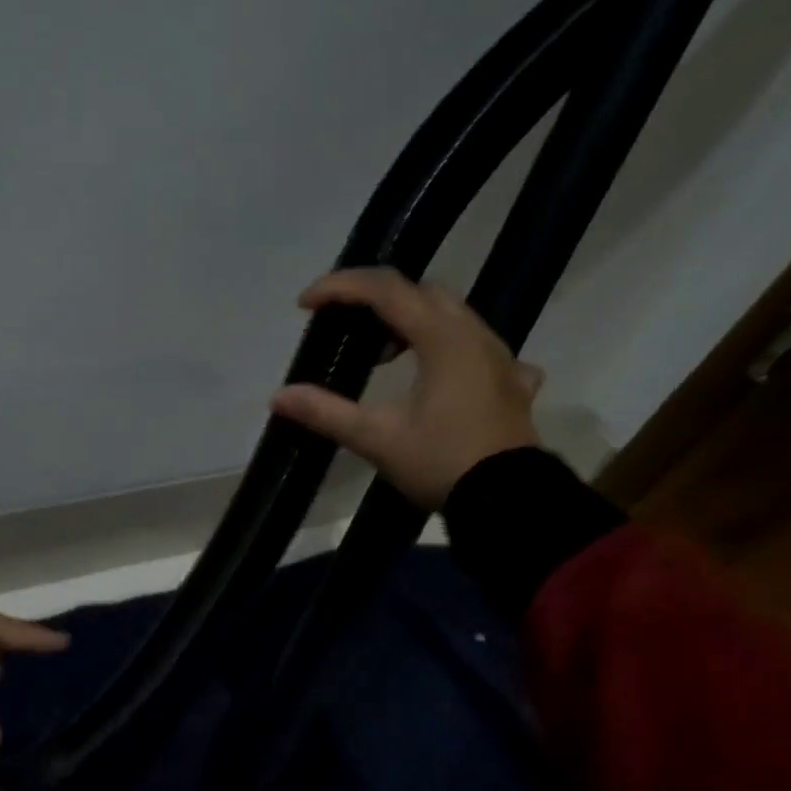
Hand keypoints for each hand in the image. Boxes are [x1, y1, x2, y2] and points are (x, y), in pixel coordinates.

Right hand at [269, 268, 542, 509]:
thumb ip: (326, 412)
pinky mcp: (512, 384)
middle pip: (422, 293)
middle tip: (345, 326)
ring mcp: (500, 358)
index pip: (385, 290)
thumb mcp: (377, 438)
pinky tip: (441, 379)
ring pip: (452, 317)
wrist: (509, 502)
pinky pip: (479, 349)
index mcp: (443, 339)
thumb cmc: (441, 462)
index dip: (340, 288)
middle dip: (377, 301)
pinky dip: (449, 350)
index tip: (305, 304)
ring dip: (411, 323)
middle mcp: (475, 336)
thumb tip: (278, 397)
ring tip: (385, 356)